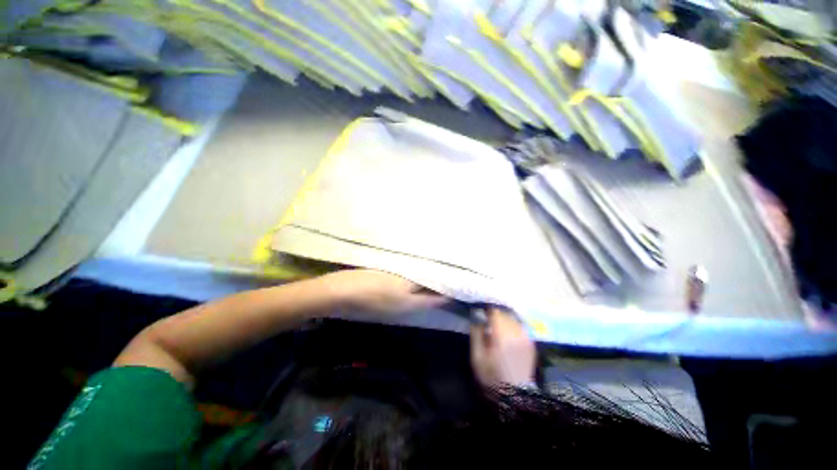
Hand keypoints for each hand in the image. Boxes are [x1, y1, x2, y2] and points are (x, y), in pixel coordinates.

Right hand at [324, 269, 447, 316]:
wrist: (335, 295)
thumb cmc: (366, 285)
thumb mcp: (396, 280)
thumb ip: (420, 278)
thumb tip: (441, 277)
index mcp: (412, 304)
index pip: (441, 299)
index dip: (455, 291)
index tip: (466, 279)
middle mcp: (408, 308)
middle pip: (432, 297)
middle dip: (445, 286)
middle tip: (456, 270)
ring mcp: (396, 305)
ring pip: (420, 294)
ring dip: (431, 283)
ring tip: (441, 269)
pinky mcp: (385, 299)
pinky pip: (408, 291)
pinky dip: (417, 283)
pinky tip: (417, 273)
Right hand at [470, 308, 535, 387]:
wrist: (515, 396)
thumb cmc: (492, 376)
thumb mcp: (477, 357)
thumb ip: (476, 333)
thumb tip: (476, 316)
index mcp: (502, 336)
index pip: (495, 313)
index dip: (487, 310)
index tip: (480, 313)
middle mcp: (516, 334)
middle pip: (505, 314)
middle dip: (495, 315)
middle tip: (487, 321)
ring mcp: (526, 338)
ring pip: (513, 319)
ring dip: (504, 320)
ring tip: (497, 327)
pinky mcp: (530, 343)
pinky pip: (520, 327)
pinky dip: (512, 326)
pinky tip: (507, 334)